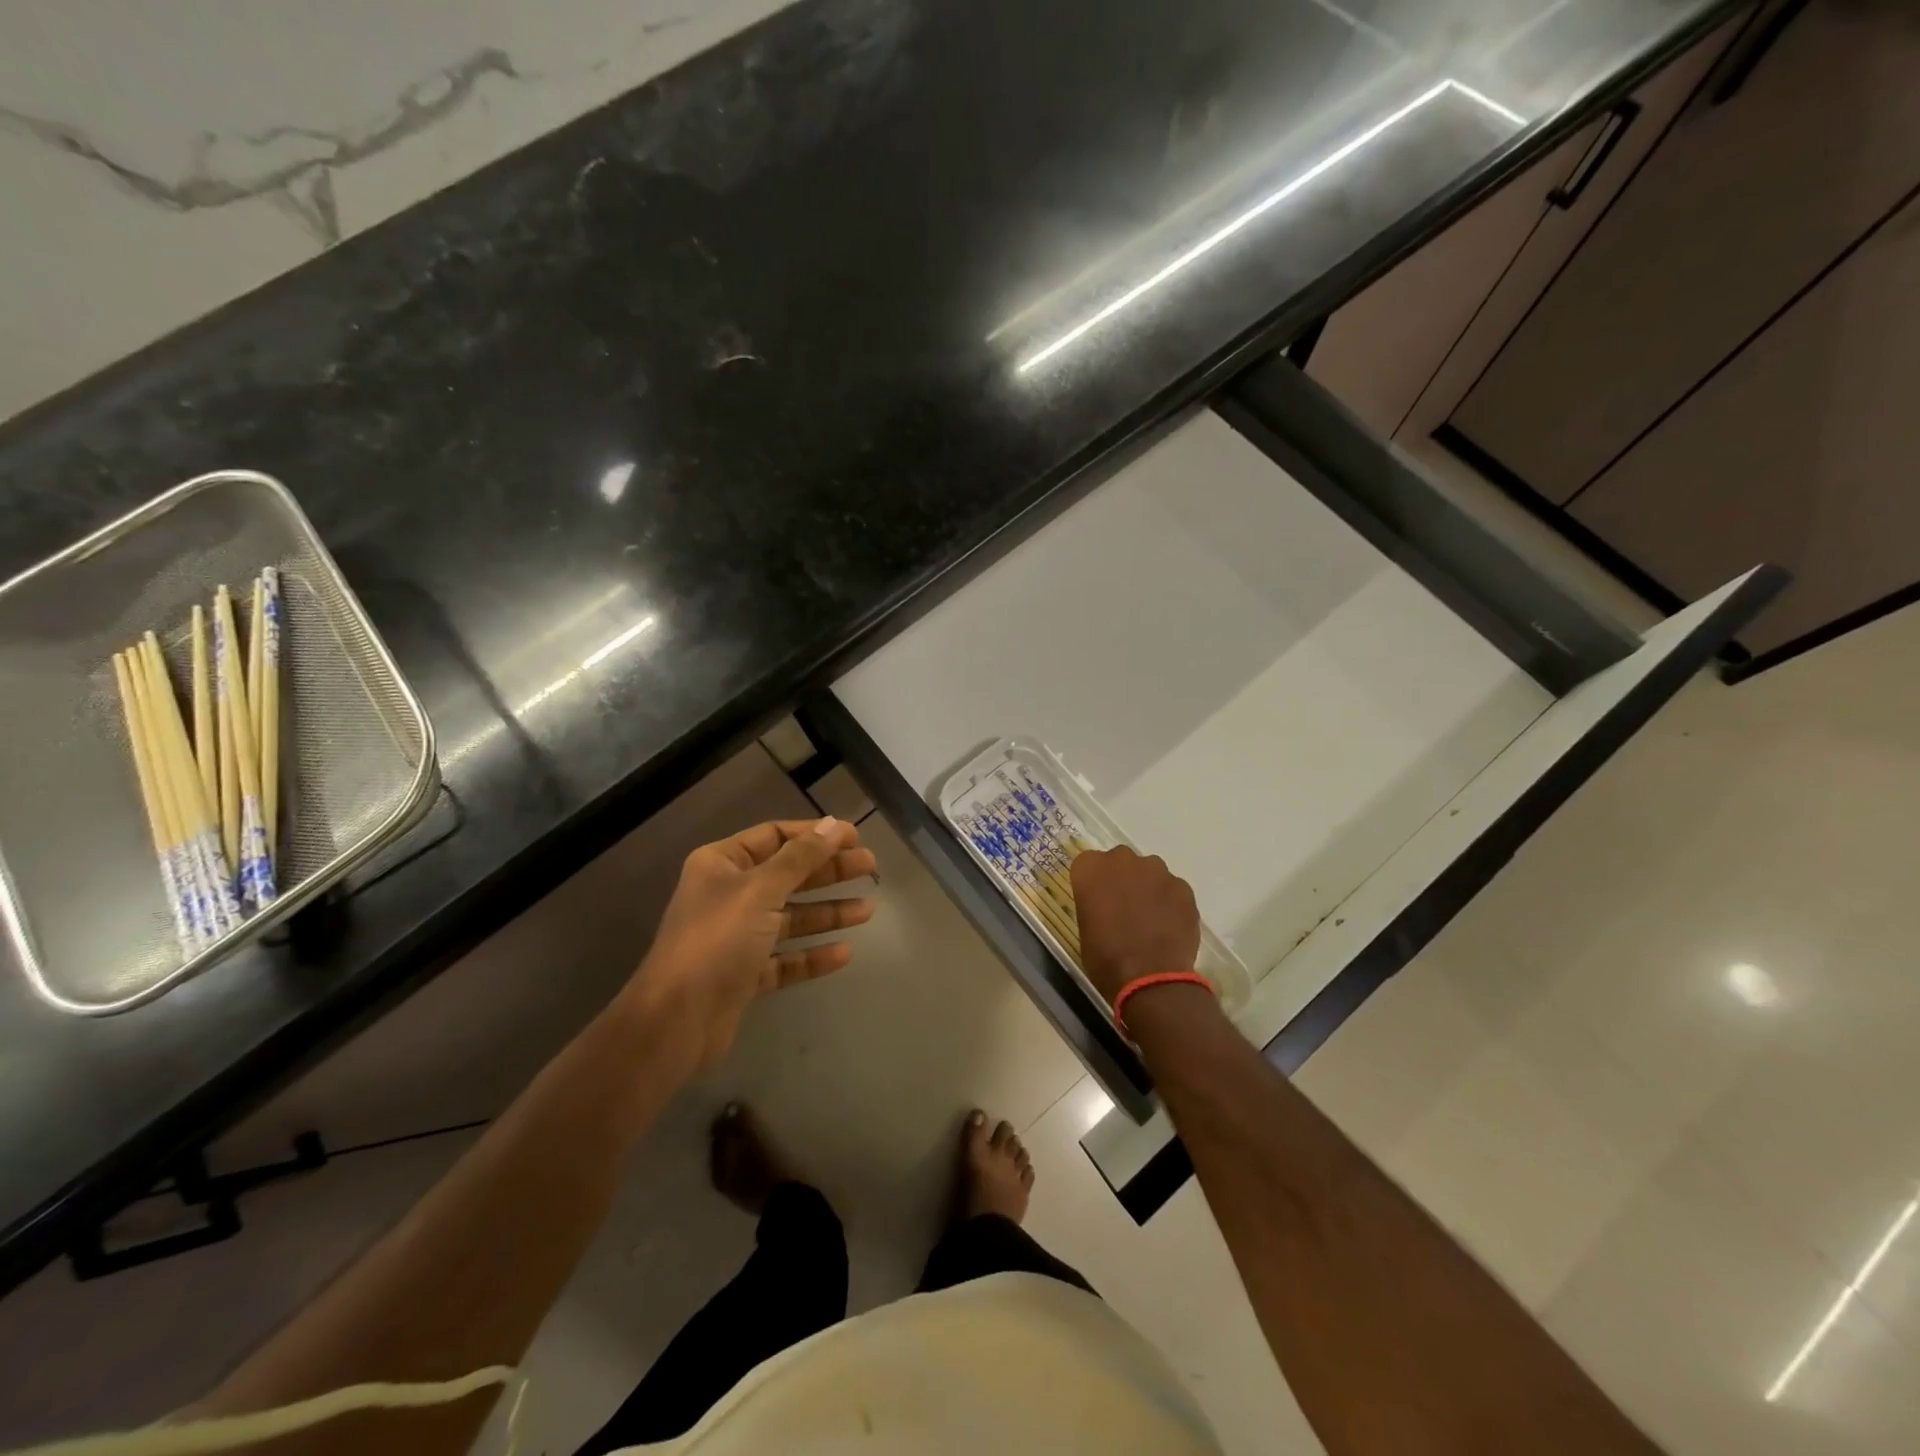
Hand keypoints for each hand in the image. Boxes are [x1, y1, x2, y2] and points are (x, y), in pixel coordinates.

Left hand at [622, 817, 876, 1080]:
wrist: (676, 1021)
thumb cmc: (717, 941)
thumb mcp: (761, 889)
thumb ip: (801, 857)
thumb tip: (834, 825)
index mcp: (722, 864)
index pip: (775, 836)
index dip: (815, 834)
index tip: (855, 837)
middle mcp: (728, 895)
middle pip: (788, 875)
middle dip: (829, 872)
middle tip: (870, 868)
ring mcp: (736, 937)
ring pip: (791, 918)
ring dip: (828, 913)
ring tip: (868, 910)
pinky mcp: (745, 975)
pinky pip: (786, 958)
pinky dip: (812, 955)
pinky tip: (844, 954)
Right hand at [1069, 846, 1201, 1004]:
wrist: (1150, 978)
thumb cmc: (1105, 958)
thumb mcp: (1085, 928)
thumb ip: (1095, 904)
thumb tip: (1107, 906)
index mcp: (1091, 869)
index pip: (1088, 863)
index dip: (1094, 883)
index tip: (1097, 901)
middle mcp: (1123, 860)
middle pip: (1121, 861)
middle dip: (1122, 879)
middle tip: (1124, 908)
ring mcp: (1157, 871)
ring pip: (1150, 873)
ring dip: (1148, 888)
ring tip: (1150, 920)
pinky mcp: (1183, 887)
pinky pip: (1173, 890)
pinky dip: (1170, 903)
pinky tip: (1169, 927)